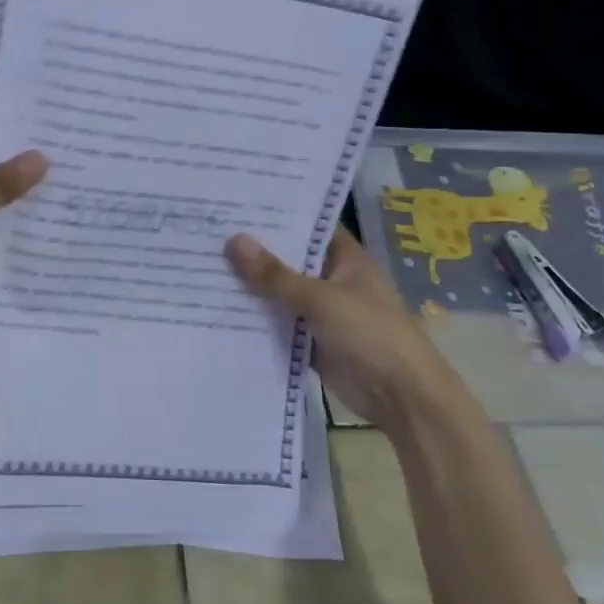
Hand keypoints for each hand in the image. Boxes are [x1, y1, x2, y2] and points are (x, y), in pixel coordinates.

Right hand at [225, 227, 461, 428]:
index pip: (307, 226)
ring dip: (250, 286)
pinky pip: (277, 323)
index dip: (275, 216)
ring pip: (279, 292)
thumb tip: (233, 240)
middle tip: (206, 233)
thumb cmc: (371, 334)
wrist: (402, 398)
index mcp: (346, 258)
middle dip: (254, 251)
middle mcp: (332, 279)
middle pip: (288, 259)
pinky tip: (217, 307)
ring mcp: (321, 311)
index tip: (235, 204)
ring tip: (201, 264)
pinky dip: (255, 318)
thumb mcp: (321, 299)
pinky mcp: (310, 340)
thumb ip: (275, 274)